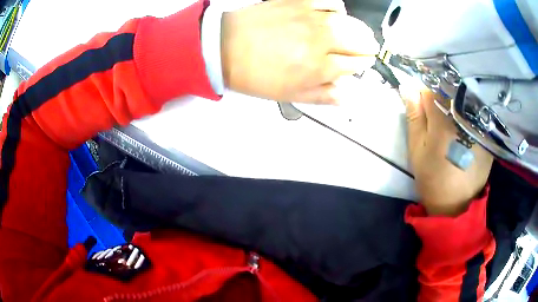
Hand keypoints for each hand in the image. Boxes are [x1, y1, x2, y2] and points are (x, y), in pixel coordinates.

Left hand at [220, 0, 378, 103]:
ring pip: (348, 21)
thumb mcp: (288, 95)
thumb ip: (321, 95)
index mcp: (318, 67)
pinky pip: (328, 0)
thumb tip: (346, 96)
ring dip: (358, 29)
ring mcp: (310, 17)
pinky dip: (337, 7)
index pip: (355, 64)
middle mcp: (321, 40)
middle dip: (367, 47)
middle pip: (359, 41)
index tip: (361, 63)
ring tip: (357, 33)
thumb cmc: (255, 75)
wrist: (224, 46)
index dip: (361, 65)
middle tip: (368, 48)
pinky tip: (334, 13)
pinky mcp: (298, 1)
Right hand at [401, 84, 492, 215]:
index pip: (431, 90)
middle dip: (441, 95)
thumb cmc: (432, 178)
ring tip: (452, 116)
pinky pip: (476, 113)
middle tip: (437, 110)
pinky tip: (465, 125)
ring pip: (464, 100)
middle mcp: (463, 119)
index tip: (421, 99)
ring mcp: (478, 127)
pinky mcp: (487, 135)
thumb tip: (408, 88)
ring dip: (456, 102)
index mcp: (443, 122)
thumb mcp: (417, 150)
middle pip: (450, 91)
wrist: (455, 205)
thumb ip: (414, 117)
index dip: (424, 91)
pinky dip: (469, 113)